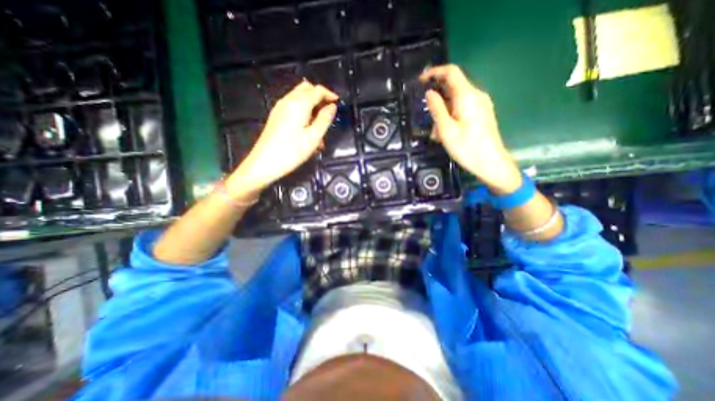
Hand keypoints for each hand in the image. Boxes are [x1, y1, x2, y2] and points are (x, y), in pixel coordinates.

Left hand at [226, 80, 338, 196]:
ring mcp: (280, 108)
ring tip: (320, 129)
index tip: (338, 103)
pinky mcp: (277, 116)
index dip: (330, 94)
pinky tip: (308, 131)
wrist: (265, 162)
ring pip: (300, 98)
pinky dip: (304, 112)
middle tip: (328, 112)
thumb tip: (332, 106)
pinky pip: (293, 107)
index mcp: (299, 103)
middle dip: (320, 97)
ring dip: (312, 107)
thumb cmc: (292, 151)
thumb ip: (324, 119)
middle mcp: (288, 100)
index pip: (317, 90)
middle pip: (307, 89)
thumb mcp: (314, 137)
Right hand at [420, 65, 523, 194]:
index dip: (434, 72)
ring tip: (437, 134)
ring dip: (442, 114)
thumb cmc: (467, 147)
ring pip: (455, 101)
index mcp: (467, 96)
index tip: (421, 81)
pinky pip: (461, 109)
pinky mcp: (481, 114)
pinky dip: (450, 117)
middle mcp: (475, 95)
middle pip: (452, 87)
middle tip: (428, 119)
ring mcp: (480, 104)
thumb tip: (429, 93)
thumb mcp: (446, 130)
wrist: (491, 163)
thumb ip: (437, 109)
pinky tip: (446, 134)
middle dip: (437, 101)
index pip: (451, 72)